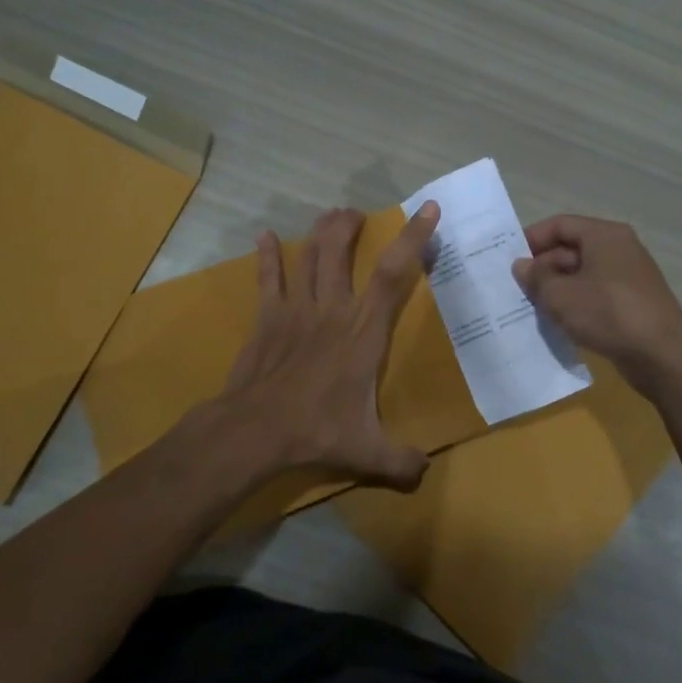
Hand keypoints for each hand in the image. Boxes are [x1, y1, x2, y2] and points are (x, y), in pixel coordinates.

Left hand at [220, 202, 440, 489]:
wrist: (254, 430)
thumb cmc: (316, 432)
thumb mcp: (369, 452)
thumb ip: (402, 461)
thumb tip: (425, 472)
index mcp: (363, 332)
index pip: (393, 274)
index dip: (413, 238)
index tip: (426, 209)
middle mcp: (332, 310)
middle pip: (341, 251)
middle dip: (351, 225)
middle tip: (357, 214)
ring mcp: (295, 310)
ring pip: (309, 256)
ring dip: (321, 232)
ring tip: (331, 215)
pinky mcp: (267, 318)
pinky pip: (268, 279)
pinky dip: (267, 256)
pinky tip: (263, 236)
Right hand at [513, 214, 681, 392]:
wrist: (663, 355)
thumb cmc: (609, 313)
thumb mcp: (561, 296)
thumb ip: (536, 278)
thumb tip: (522, 266)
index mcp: (604, 235)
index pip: (559, 225)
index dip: (531, 239)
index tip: (508, 260)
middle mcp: (619, 249)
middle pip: (571, 249)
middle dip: (542, 268)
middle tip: (516, 290)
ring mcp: (628, 277)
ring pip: (582, 274)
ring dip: (557, 289)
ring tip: (532, 308)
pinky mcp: (633, 303)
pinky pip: (595, 295)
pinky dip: (575, 304)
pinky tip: (558, 323)